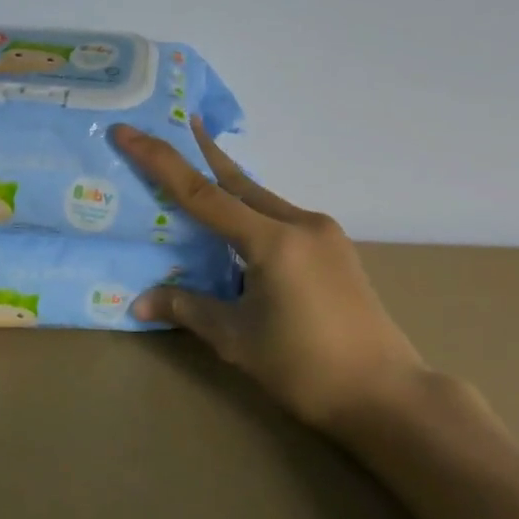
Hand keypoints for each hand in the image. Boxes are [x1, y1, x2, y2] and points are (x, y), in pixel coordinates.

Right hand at [113, 118, 426, 432]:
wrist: (389, 396)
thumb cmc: (307, 369)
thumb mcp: (238, 340)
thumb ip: (189, 310)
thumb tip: (138, 302)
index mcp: (273, 241)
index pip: (202, 194)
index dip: (160, 161)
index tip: (129, 131)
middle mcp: (301, 224)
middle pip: (238, 181)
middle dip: (203, 152)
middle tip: (176, 122)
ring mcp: (324, 234)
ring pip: (263, 199)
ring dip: (229, 183)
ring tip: (201, 166)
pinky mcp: (336, 250)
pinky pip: (282, 217)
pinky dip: (252, 210)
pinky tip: (241, 223)